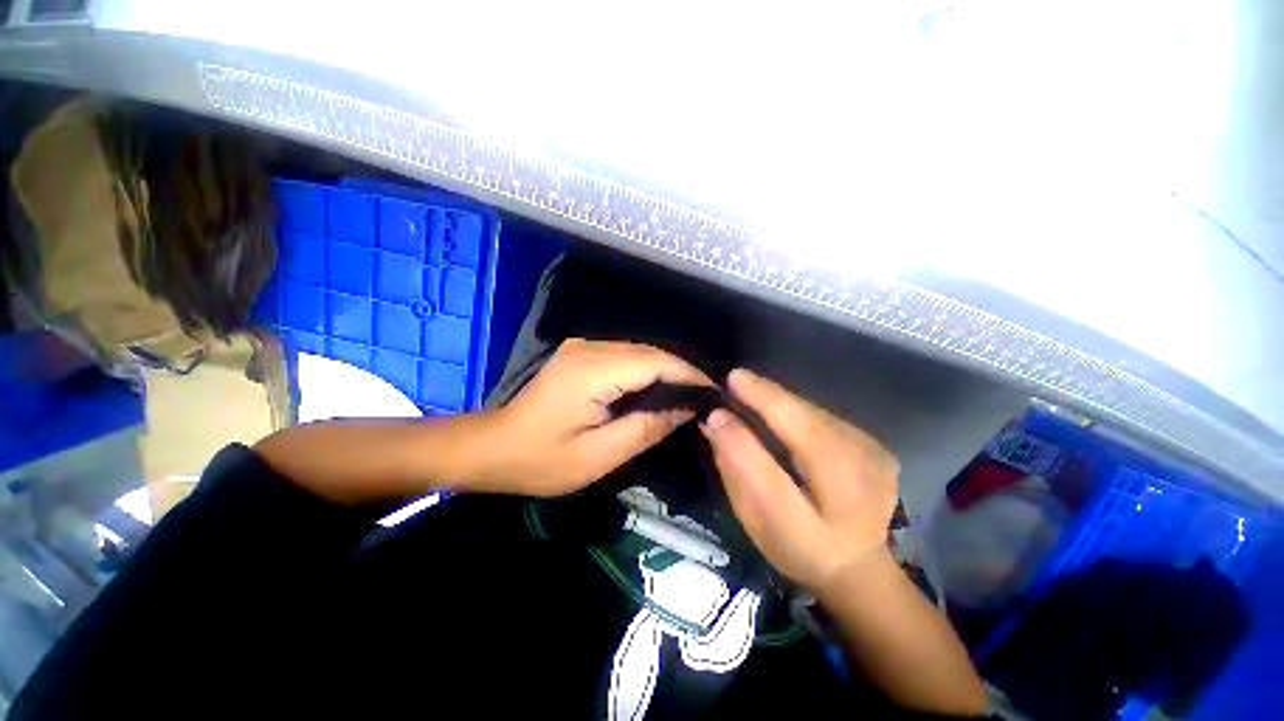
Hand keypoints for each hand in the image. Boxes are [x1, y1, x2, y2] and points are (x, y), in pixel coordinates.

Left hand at [482, 339, 711, 497]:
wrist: (493, 447)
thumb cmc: (541, 460)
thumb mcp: (598, 456)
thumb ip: (645, 429)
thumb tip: (684, 410)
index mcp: (593, 370)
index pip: (655, 361)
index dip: (688, 374)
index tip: (713, 393)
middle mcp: (589, 348)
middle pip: (649, 352)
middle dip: (681, 372)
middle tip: (704, 398)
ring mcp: (582, 347)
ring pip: (638, 352)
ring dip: (665, 370)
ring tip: (687, 395)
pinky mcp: (579, 354)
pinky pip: (624, 356)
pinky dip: (646, 370)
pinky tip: (657, 388)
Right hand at [700, 369, 898, 595]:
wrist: (856, 568)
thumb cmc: (800, 549)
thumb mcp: (760, 516)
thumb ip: (739, 464)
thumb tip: (716, 419)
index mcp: (839, 485)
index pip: (794, 427)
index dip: (761, 399)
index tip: (732, 379)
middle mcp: (865, 459)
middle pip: (806, 414)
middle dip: (768, 395)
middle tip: (735, 383)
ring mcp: (876, 450)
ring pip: (815, 413)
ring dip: (782, 403)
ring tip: (752, 397)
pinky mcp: (876, 446)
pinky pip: (825, 420)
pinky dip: (798, 414)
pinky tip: (782, 421)